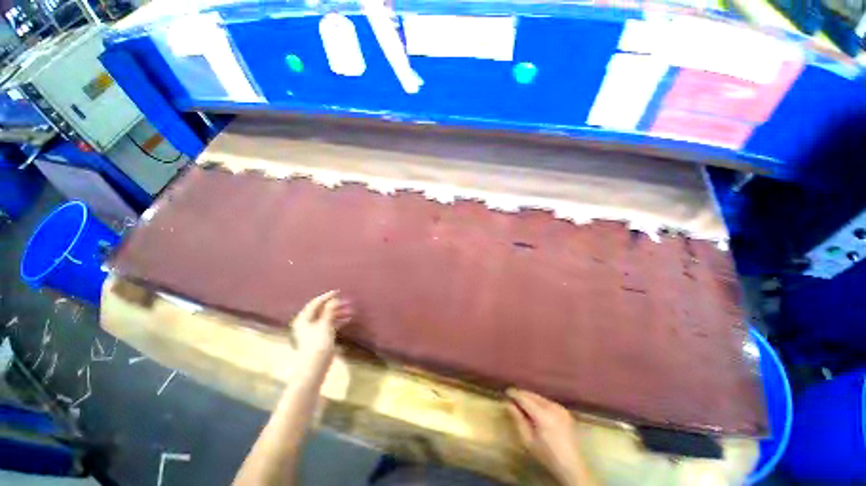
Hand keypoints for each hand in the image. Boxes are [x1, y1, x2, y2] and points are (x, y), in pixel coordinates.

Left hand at [290, 290, 351, 362]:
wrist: (315, 366)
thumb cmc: (318, 343)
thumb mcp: (325, 324)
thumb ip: (329, 311)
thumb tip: (334, 299)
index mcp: (304, 318)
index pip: (315, 303)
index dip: (327, 297)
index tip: (338, 292)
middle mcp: (306, 323)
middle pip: (322, 310)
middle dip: (335, 306)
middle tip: (347, 302)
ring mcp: (312, 331)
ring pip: (326, 317)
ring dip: (338, 313)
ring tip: (351, 311)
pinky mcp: (318, 337)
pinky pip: (329, 324)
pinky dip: (337, 321)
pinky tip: (348, 319)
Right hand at [507, 389, 592, 485]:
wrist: (572, 466)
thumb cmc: (547, 456)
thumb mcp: (528, 440)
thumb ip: (518, 420)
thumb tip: (508, 404)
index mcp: (543, 414)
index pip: (524, 398)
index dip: (514, 394)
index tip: (505, 393)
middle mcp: (552, 407)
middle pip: (532, 395)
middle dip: (521, 394)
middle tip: (511, 397)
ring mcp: (560, 408)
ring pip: (540, 397)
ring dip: (530, 398)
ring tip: (521, 402)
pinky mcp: (564, 411)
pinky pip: (547, 401)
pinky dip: (538, 402)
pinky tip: (534, 408)